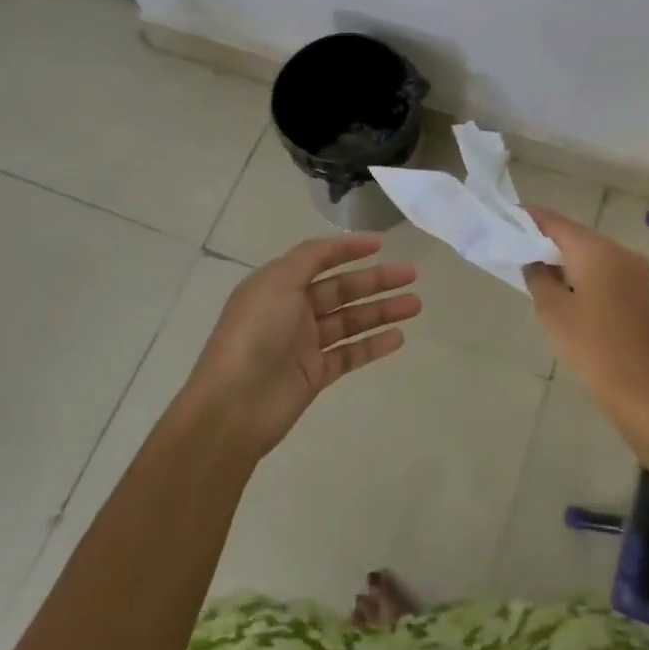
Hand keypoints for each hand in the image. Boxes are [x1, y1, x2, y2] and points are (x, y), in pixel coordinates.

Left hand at [183, 234, 417, 458]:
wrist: (233, 406)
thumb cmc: (254, 334)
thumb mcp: (277, 282)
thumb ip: (310, 257)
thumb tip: (339, 244)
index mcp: (278, 285)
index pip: (319, 259)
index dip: (348, 249)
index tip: (381, 244)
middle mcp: (292, 310)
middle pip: (342, 289)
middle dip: (376, 281)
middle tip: (411, 275)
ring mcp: (304, 344)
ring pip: (351, 321)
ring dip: (382, 311)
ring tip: (415, 305)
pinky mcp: (315, 375)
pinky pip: (350, 354)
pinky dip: (373, 344)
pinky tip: (398, 337)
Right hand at [523, 208, 648, 429]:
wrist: (641, 390)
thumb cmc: (591, 347)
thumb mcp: (552, 311)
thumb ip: (538, 276)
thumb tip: (535, 261)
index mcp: (597, 250)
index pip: (556, 223)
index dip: (531, 218)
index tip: (508, 215)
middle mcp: (620, 251)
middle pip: (577, 235)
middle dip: (548, 239)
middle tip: (518, 244)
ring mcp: (635, 271)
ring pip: (593, 253)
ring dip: (567, 258)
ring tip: (538, 267)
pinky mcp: (641, 291)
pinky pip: (606, 270)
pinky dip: (585, 272)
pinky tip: (567, 288)